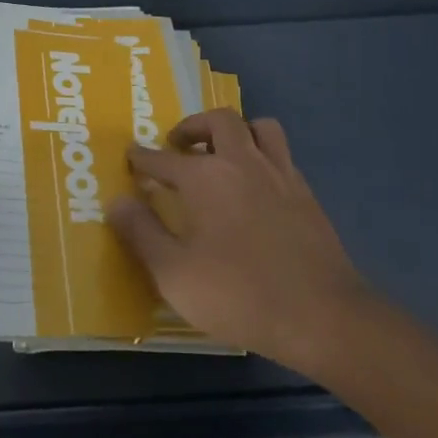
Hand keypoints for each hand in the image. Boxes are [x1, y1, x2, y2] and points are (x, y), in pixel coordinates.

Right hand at [109, 110, 369, 370]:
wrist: (321, 315)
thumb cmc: (238, 295)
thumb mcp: (174, 274)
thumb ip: (142, 233)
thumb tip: (116, 202)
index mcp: (206, 177)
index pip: (164, 158)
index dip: (143, 157)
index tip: (132, 157)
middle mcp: (243, 162)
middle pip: (218, 121)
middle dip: (192, 126)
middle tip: (177, 144)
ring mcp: (279, 174)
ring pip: (259, 127)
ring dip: (236, 130)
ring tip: (221, 152)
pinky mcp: (306, 193)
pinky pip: (281, 154)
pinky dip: (262, 154)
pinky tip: (256, 183)